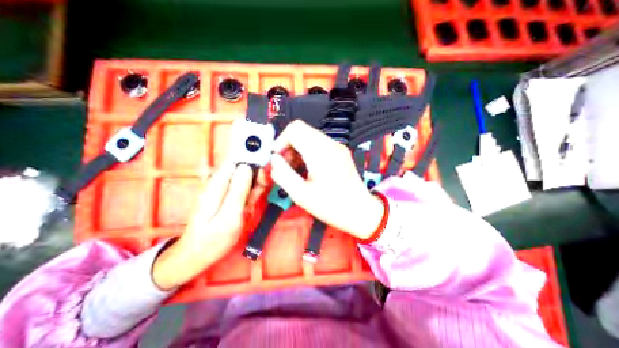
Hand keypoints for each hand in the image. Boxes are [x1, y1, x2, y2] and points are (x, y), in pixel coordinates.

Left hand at [152, 163, 262, 291]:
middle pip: (242, 169)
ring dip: (254, 188)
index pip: (235, 161)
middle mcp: (220, 183)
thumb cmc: (213, 239)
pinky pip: (244, 190)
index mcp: (217, 184)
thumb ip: (238, 191)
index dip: (252, 161)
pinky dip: (250, 196)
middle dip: (255, 178)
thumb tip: (247, 167)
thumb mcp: (229, 216)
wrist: (198, 255)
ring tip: (251, 205)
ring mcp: (224, 190)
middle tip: (259, 193)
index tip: (265, 171)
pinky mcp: (228, 196)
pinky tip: (249, 207)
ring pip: (246, 179)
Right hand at [270, 119, 381, 238]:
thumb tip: (274, 160)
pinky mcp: (340, 152)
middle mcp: (331, 144)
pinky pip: (318, 144)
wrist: (360, 211)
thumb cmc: (333, 206)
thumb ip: (283, 174)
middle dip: (288, 146)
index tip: (277, 157)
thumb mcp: (302, 194)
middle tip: (286, 166)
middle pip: (301, 130)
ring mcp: (337, 147)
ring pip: (309, 137)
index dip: (281, 141)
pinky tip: (307, 168)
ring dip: (297, 150)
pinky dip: (307, 152)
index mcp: (321, 152)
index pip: (295, 129)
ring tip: (296, 169)